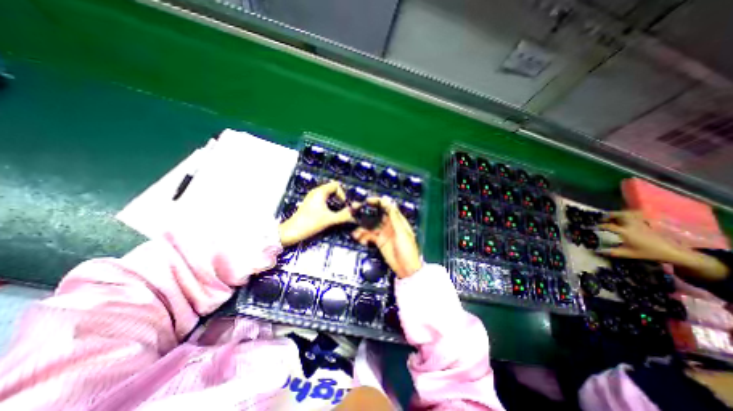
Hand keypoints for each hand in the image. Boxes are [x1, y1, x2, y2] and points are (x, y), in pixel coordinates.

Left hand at [278, 182, 354, 245]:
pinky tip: (330, 213)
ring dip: (335, 201)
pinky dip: (329, 204)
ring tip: (339, 211)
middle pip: (332, 189)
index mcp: (320, 192)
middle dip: (340, 197)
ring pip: (328, 195)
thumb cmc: (310, 223)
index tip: (345, 205)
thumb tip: (357, 212)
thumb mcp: (330, 219)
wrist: (291, 232)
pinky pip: (323, 199)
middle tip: (344, 208)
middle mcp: (316, 192)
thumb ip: (344, 215)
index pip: (336, 185)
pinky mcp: (310, 204)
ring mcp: (312, 198)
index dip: (343, 194)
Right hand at [350, 196, 420, 279]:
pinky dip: (363, 236)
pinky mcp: (379, 241)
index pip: (387, 207)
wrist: (406, 269)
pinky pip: (369, 236)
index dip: (377, 202)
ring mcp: (384, 233)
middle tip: (355, 211)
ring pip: (371, 226)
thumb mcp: (402, 232)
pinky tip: (358, 237)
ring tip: (355, 230)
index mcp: (397, 220)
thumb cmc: (408, 250)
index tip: (367, 201)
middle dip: (366, 213)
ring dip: (362, 227)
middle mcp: (390, 225)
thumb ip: (394, 217)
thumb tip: (389, 202)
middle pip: (376, 215)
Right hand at [598, 210, 683, 261]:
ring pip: (627, 214)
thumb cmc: (648, 253)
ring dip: (617, 214)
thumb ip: (611, 252)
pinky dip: (627, 215)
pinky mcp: (645, 224)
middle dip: (608, 215)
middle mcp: (631, 225)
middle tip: (601, 218)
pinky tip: (624, 219)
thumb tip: (596, 251)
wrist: (671, 252)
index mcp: (625, 232)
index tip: (591, 227)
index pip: (608, 226)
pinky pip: (634, 216)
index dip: (598, 226)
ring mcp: (639, 224)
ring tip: (611, 217)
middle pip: (618, 215)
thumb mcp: (628, 254)